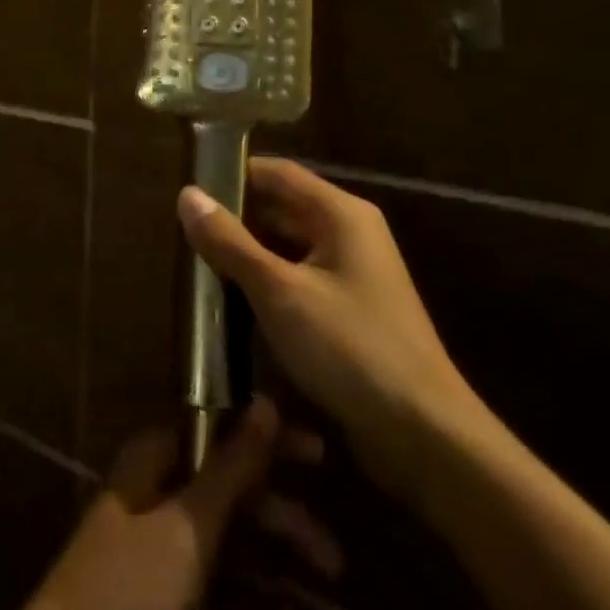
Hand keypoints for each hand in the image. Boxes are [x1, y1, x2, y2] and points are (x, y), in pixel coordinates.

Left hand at [0, 396, 341, 609]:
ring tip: (315, 607)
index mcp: (157, 459)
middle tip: (333, 559)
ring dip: (274, 575)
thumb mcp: (188, 526)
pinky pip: (219, 593)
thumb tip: (267, 402)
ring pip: (232, 547)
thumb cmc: (128, 587)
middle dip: (283, 521)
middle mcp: (161, 493)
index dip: (269, 442)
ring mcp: (162, 548)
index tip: (319, 454)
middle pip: (232, 493)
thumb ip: (232, 468)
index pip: (221, 432)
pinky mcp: (166, 601)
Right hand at [178, 158, 479, 486]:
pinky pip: (300, 280)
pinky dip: (268, 284)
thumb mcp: (279, 292)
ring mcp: (353, 274)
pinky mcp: (351, 311)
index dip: (233, 175)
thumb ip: (230, 242)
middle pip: (282, 208)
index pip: (277, 173)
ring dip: (248, 255)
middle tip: (184, 233)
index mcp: (340, 213)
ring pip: (288, 247)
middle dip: (235, 220)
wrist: (425, 437)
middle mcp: (350, 233)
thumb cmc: (350, 349)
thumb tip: (187, 194)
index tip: (189, 190)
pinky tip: (233, 304)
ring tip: (198, 266)